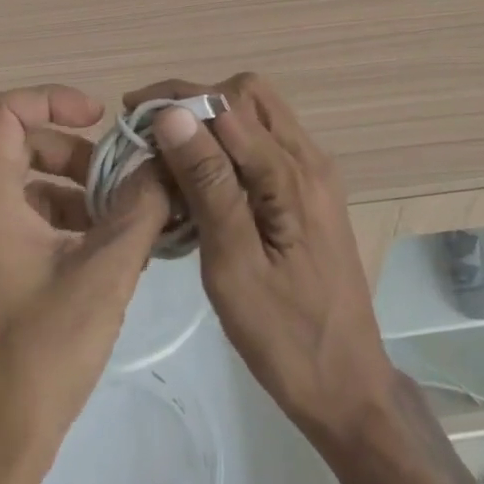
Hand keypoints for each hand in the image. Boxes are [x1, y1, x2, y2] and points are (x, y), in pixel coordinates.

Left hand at [0, 85, 171, 466]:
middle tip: (121, 182)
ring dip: (77, 193)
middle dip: (77, 155)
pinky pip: (26, 225)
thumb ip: (140, 210)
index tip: (99, 120)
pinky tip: (106, 258)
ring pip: (27, 189)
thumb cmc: (40, 355)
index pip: (3, 112)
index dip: (51, 99)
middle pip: (21, 148)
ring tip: (124, 224)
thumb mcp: (104, 274)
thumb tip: (165, 165)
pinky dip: (66, 225)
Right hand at [124, 73, 394, 446]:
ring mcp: (313, 175)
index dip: (178, 100)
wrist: (349, 388)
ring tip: (168, 152)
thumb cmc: (286, 337)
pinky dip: (229, 146)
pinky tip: (200, 178)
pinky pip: (265, 145)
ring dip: (211, 122)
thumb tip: (173, 115)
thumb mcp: (235, 265)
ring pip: (257, 116)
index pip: (229, 103)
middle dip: (196, 101)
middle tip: (152, 132)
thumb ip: (208, 184)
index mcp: (293, 174)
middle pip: (249, 95)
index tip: (133, 117)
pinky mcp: (309, 194)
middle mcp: (309, 159)